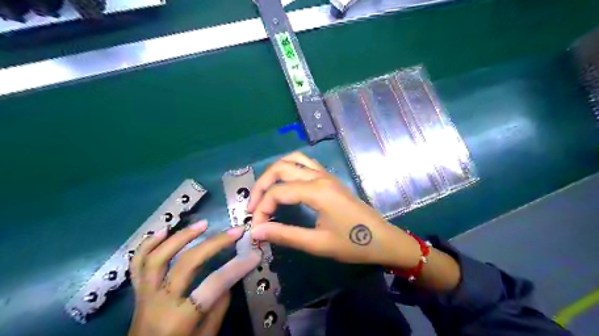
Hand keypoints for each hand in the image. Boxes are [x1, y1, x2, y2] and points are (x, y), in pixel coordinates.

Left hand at [129, 220, 260, 335]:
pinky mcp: (137, 292)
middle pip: (187, 263)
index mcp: (178, 320)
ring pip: (158, 257)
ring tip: (202, 224)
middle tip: (234, 231)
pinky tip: (163, 231)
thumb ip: (218, 308)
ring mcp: (144, 295)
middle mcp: (159, 302)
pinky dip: (148, 244)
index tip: (255, 254)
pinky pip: (137, 264)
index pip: (213, 285)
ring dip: (181, 236)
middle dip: (214, 243)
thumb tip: (228, 279)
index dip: (236, 267)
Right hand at [247, 153, 419, 269]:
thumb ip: (285, 235)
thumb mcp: (317, 244)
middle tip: (253, 207)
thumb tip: (257, 232)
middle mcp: (319, 177)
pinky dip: (289, 168)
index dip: (262, 209)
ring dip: (275, 172)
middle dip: (262, 185)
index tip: (257, 229)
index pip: (278, 192)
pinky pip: (305, 163)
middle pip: (281, 168)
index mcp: (317, 191)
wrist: (383, 239)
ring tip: (265, 191)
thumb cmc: (353, 244)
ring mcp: (326, 175)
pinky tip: (285, 184)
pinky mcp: (330, 178)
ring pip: (293, 160)